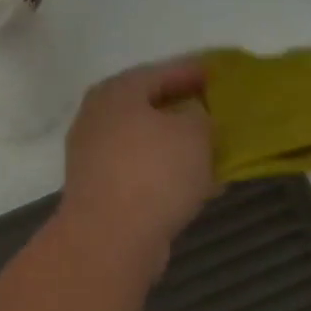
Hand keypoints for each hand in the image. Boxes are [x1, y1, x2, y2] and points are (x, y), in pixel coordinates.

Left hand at [56, 58, 215, 274]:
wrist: (110, 239)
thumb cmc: (154, 173)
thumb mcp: (194, 132)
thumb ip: (200, 116)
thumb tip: (191, 119)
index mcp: (117, 92)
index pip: (160, 72)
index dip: (192, 72)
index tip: (217, 74)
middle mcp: (97, 119)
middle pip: (147, 108)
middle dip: (181, 112)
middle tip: (213, 113)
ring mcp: (93, 158)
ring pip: (144, 144)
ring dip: (175, 147)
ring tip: (210, 152)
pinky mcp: (99, 193)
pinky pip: (141, 174)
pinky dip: (166, 175)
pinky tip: (193, 186)